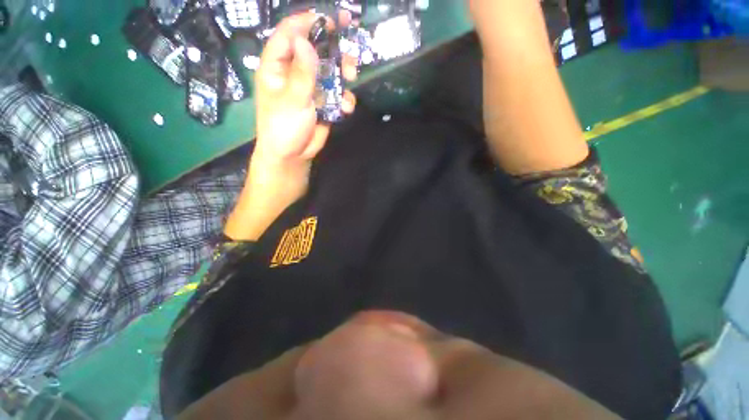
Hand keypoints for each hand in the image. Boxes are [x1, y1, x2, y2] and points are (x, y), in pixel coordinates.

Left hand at [225, 11, 357, 240]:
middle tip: (349, 38)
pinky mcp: (323, 103)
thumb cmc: (283, 127)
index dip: (307, 22)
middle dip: (332, 46)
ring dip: (343, 71)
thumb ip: (302, 72)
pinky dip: (344, 98)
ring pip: (329, 71)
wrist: (293, 156)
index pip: (289, 34)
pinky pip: (336, 94)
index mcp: (277, 66)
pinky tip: (345, 107)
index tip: (328, 17)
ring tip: (351, 75)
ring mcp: (310, 88)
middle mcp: (294, 73)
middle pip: (315, 49)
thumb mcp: (292, 100)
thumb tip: (307, 40)